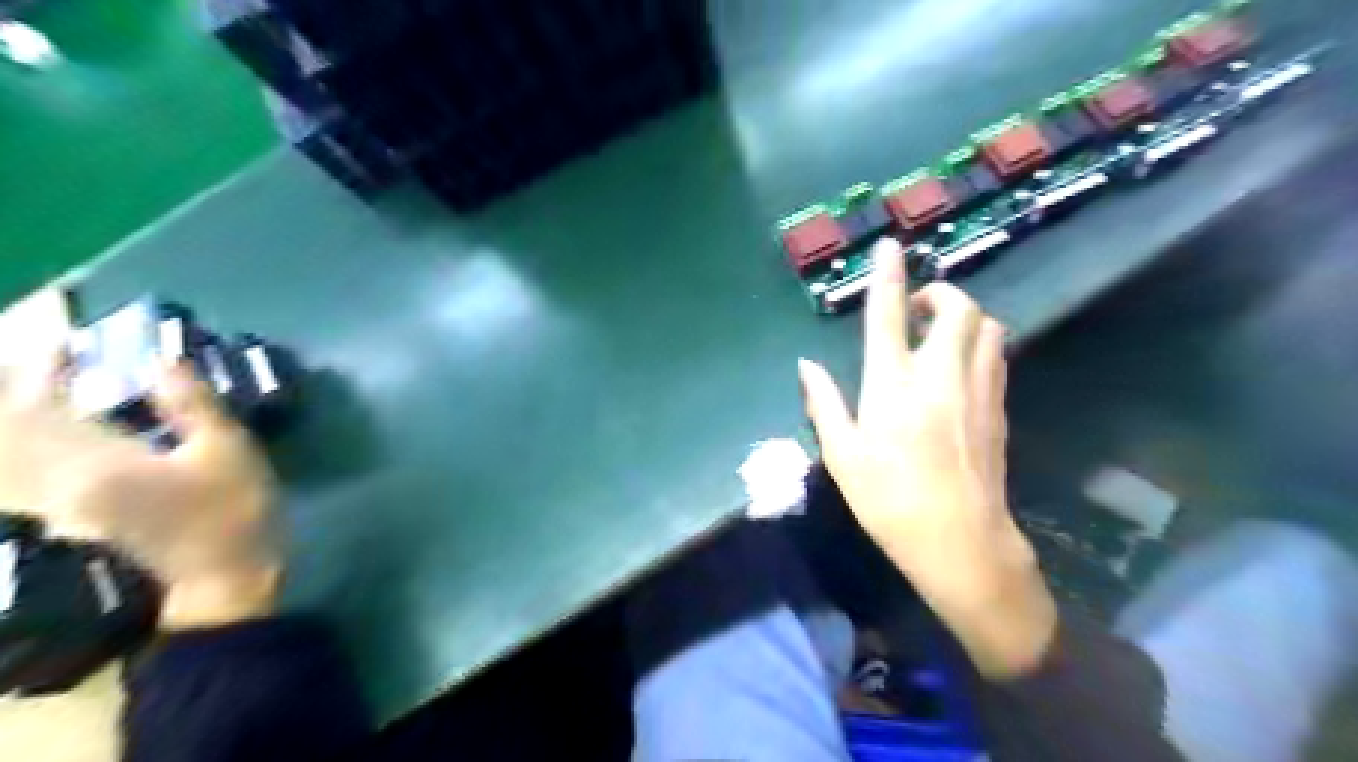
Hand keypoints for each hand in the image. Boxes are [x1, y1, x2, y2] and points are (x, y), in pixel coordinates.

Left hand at [0, 360, 280, 629]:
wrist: (221, 586)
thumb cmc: (232, 515)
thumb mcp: (229, 452)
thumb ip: (192, 405)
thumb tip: (163, 358)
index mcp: (93, 464)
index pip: (39, 406)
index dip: (44, 369)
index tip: (62, 341)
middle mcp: (54, 485)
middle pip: (12, 431)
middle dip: (23, 392)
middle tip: (49, 363)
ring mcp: (57, 508)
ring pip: (15, 455)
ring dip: (26, 420)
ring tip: (48, 394)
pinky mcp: (73, 521)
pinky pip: (32, 473)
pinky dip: (37, 446)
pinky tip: (66, 437)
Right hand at [798, 239, 1058, 679]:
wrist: (960, 541)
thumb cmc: (889, 500)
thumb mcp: (842, 455)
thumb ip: (823, 403)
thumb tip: (806, 366)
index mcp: (892, 384)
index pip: (888, 315)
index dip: (887, 276)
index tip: (890, 247)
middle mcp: (939, 375)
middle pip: (956, 308)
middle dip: (939, 292)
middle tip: (917, 309)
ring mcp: (976, 389)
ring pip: (986, 326)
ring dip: (964, 316)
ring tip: (939, 333)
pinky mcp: (998, 407)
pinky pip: (995, 355)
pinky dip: (979, 343)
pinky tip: (960, 365)